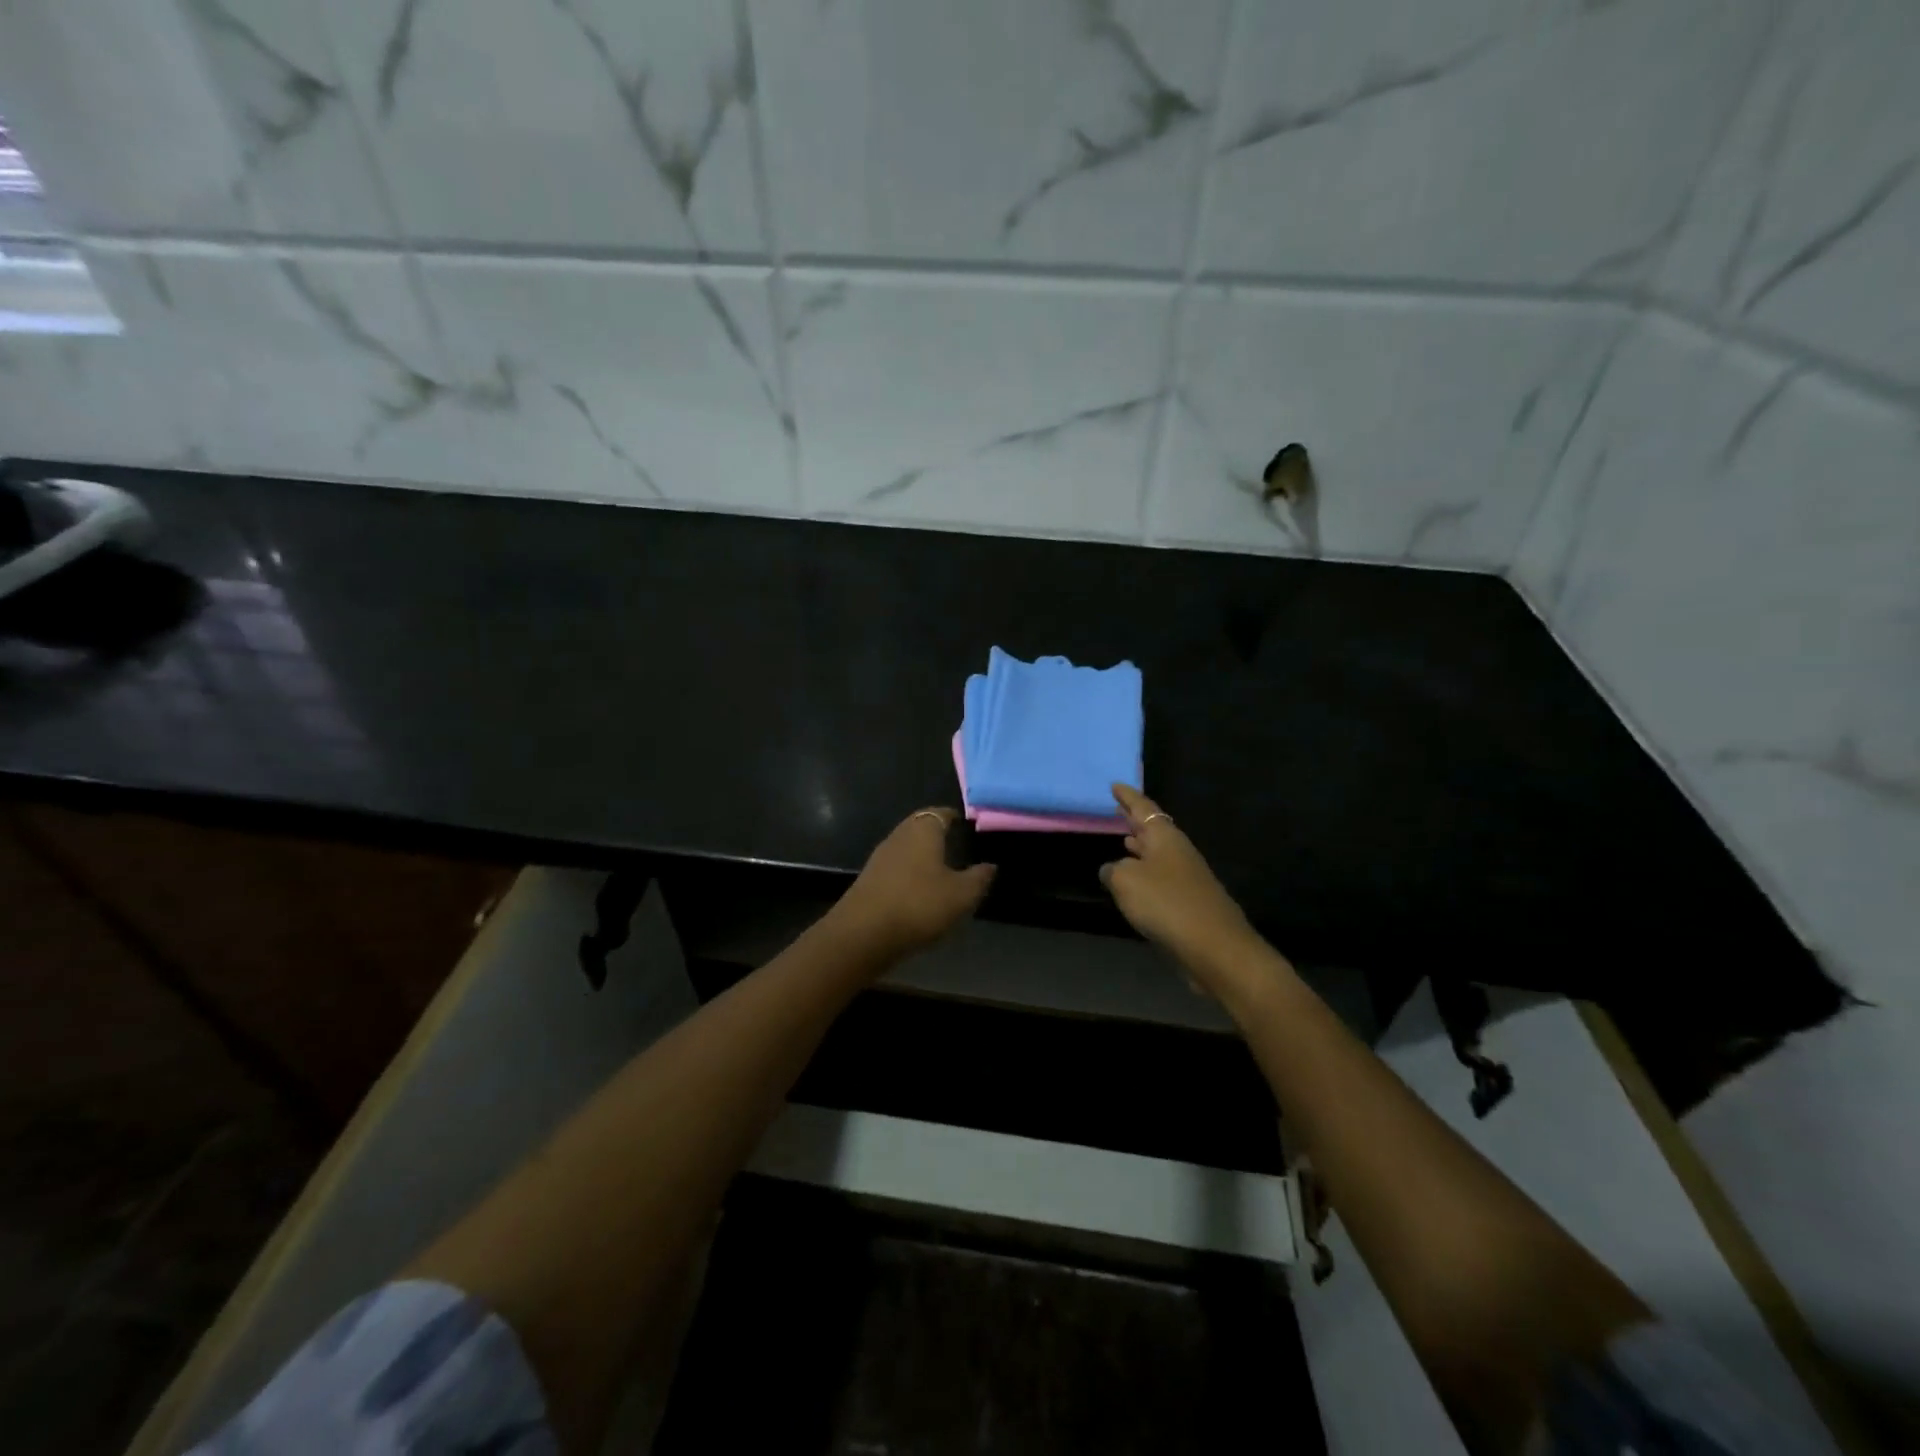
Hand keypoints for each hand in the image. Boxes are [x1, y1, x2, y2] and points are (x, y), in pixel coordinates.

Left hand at [829, 808, 995, 961]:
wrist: (863, 934)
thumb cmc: (919, 904)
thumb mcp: (961, 895)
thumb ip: (979, 878)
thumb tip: (991, 865)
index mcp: (923, 830)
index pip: (940, 812)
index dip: (954, 817)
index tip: (967, 825)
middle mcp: (899, 835)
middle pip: (920, 826)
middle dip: (937, 833)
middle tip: (957, 845)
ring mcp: (880, 857)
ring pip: (906, 847)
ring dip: (922, 854)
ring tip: (942, 869)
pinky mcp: (869, 879)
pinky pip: (896, 867)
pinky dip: (909, 873)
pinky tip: (920, 890)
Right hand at [1101, 785, 1258, 976]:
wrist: (1214, 947)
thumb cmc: (1166, 903)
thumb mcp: (1126, 882)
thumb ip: (1113, 870)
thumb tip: (1112, 869)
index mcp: (1165, 837)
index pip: (1143, 807)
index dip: (1127, 797)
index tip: (1115, 785)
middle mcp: (1178, 851)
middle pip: (1153, 829)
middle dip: (1134, 819)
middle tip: (1117, 809)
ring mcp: (1187, 876)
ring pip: (1158, 853)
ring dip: (1140, 846)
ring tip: (1123, 839)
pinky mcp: (1189, 901)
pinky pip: (1161, 876)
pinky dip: (1145, 871)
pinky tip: (1135, 880)